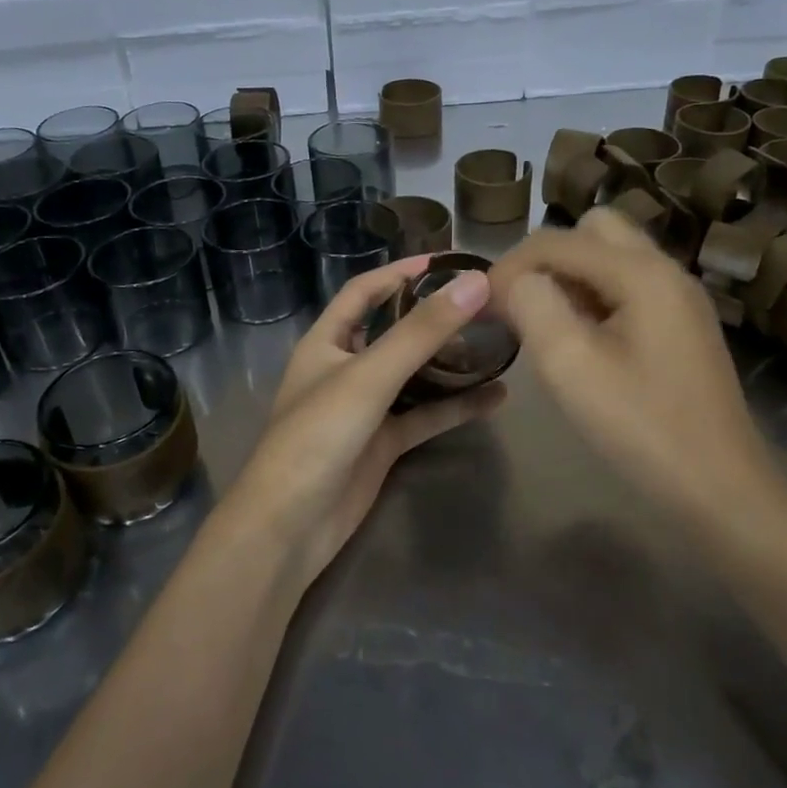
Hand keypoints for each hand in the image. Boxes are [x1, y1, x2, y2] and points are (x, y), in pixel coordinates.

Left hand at [225, 256, 506, 587]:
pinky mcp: (383, 444)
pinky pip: (425, 416)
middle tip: (481, 302)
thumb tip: (475, 283)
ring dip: (449, 361)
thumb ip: (421, 332)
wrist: (290, 527)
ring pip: (414, 374)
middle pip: (393, 330)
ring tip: (496, 343)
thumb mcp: (369, 376)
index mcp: (326, 342)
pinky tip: (495, 398)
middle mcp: (345, 368)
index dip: (398, 272)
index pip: (362, 292)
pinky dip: (456, 406)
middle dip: (432, 316)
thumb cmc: (318, 436)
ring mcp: (365, 408)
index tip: (444, 260)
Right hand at [489, 209, 776, 520]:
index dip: (511, 265)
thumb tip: (515, 281)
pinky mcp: (683, 326)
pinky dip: (595, 297)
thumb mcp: (571, 366)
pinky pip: (629, 287)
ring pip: (613, 257)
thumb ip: (533, 306)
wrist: (722, 492)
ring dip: (571, 277)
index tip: (481, 304)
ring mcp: (680, 299)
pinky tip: (581, 341)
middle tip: (521, 304)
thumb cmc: (643, 429)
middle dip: (548, 258)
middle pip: (594, 230)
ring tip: (544, 324)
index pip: (558, 240)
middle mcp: (667, 271)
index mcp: (642, 273)